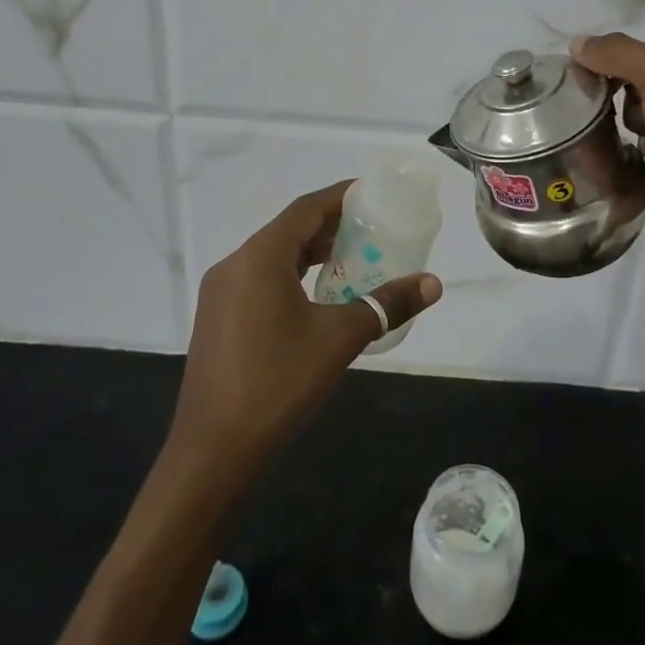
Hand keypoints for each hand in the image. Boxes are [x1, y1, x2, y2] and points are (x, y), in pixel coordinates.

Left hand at [166, 181, 441, 483]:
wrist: (212, 452)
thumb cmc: (277, 384)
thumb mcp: (340, 339)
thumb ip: (386, 304)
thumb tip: (433, 284)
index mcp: (260, 257)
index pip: (305, 209)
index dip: (339, 196)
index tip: (371, 192)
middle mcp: (234, 265)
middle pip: (288, 230)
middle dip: (330, 225)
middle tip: (373, 227)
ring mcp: (220, 293)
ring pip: (272, 257)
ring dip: (310, 252)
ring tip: (352, 258)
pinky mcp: (216, 319)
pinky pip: (259, 280)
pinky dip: (291, 276)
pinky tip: (317, 297)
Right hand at [573, 34, 644, 292]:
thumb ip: (619, 53)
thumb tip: (577, 44)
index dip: (620, 61)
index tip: (589, 80)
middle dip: (625, 101)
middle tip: (616, 117)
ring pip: (644, 121)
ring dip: (630, 133)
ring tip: (629, 149)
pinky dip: (637, 161)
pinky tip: (635, 171)